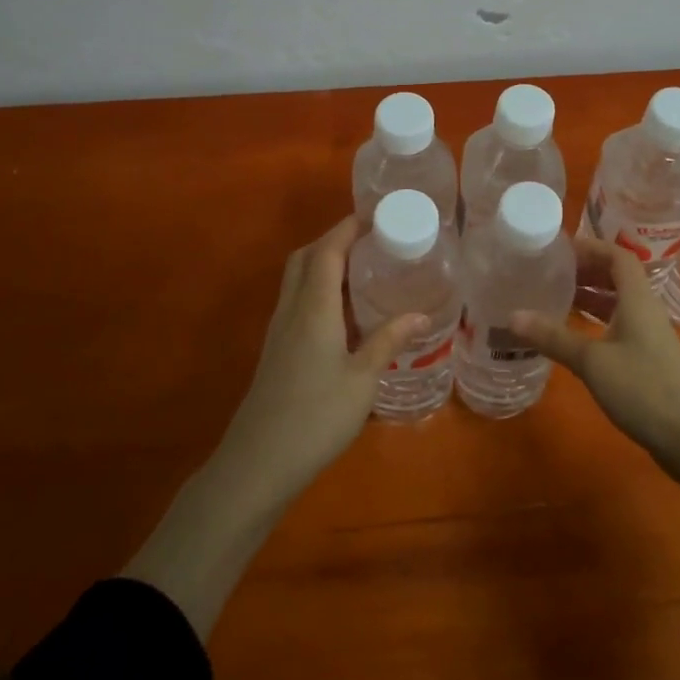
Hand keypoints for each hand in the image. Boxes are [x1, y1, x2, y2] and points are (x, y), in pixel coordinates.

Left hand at [214, 216, 425, 499]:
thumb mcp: (362, 380)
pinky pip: (296, 301)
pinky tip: (342, 310)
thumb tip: (421, 313)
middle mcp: (291, 310)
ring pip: (297, 279)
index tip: (374, 215)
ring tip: (362, 268)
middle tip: (370, 241)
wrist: (258, 464)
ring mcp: (279, 330)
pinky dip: (318, 288)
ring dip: (323, 262)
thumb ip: (388, 341)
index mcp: (313, 308)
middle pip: (305, 258)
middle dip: (333, 240)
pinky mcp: (276, 350)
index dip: (347, 228)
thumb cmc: (316, 417)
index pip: (326, 252)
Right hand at [514, 238, 679, 555]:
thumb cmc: (645, 389)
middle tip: (550, 272)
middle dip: (585, 270)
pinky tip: (573, 336)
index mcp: (637, 299)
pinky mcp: (648, 360)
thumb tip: (512, 316)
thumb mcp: (592, 361)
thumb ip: (553, 337)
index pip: (617, 256)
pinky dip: (595, 322)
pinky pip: (618, 327)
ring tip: (555, 298)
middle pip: (617, 277)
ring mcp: (649, 337)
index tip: (558, 250)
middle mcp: (645, 310)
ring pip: (617, 304)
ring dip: (589, 297)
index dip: (590, 247)